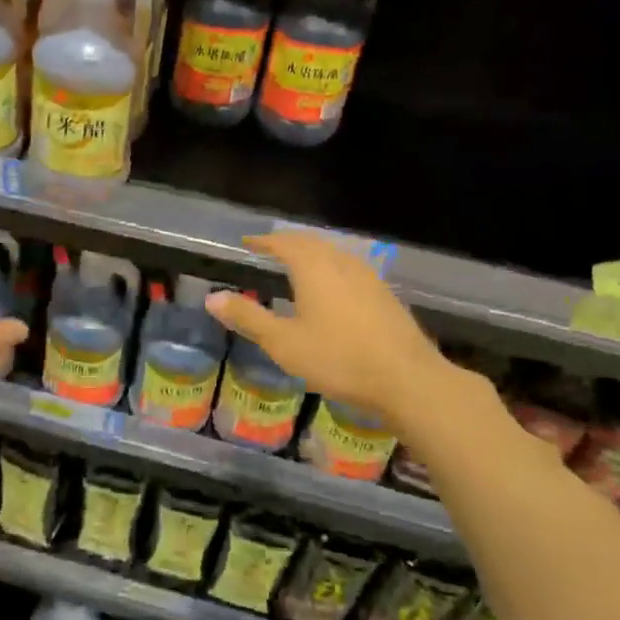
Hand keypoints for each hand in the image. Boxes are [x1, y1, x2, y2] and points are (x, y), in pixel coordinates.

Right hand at [205, 233, 445, 424]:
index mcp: (314, 267)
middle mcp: (342, 263)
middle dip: (288, 242)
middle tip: (270, 249)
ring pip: (334, 253)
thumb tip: (212, 298)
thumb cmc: (338, 358)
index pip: (284, 243)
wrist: (406, 378)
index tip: (248, 242)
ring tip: (297, 264)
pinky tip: (332, 289)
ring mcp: (368, 277)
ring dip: (312, 253)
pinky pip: (349, 268)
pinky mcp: (384, 294)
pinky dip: (331, 268)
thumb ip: (248, 318)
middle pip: (311, 242)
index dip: (264, 241)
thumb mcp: (283, 342)